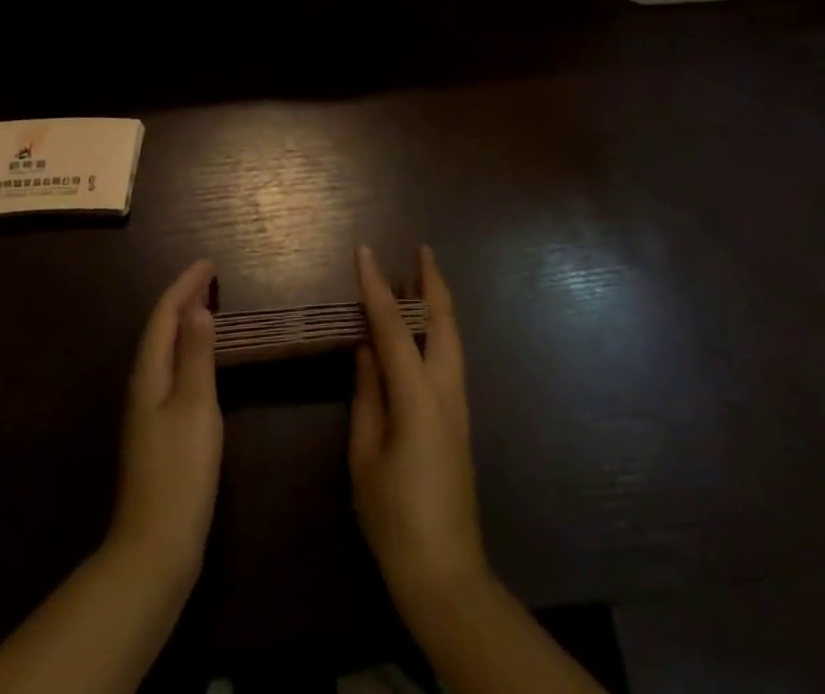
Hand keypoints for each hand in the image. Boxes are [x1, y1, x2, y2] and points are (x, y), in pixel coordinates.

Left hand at [108, 259, 221, 590]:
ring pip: (164, 350)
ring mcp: (146, 411)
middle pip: (160, 329)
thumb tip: (197, 308)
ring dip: (183, 323)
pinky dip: (186, 350)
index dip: (185, 286)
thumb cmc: (180, 471)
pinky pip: (170, 370)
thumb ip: (196, 355)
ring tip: (207, 306)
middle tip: (210, 277)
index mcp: (149, 374)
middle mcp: (142, 385)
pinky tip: (199, 360)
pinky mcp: (157, 431)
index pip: (164, 315)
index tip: (208, 262)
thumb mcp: (195, 406)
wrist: (154, 548)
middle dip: (183, 299)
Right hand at [349, 244, 488, 614]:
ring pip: (452, 338)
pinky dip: (439, 329)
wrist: (446, 575)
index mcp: (418, 398)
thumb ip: (366, 396)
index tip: (364, 252)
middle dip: (432, 282)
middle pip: (443, 322)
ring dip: (437, 303)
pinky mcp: (460, 420)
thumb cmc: (395, 519)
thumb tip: (365, 349)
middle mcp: (446, 392)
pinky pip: (450, 358)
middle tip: (419, 249)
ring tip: (419, 277)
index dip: (377, 287)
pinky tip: (424, 329)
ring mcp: (459, 406)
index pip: (394, 328)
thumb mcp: (365, 457)